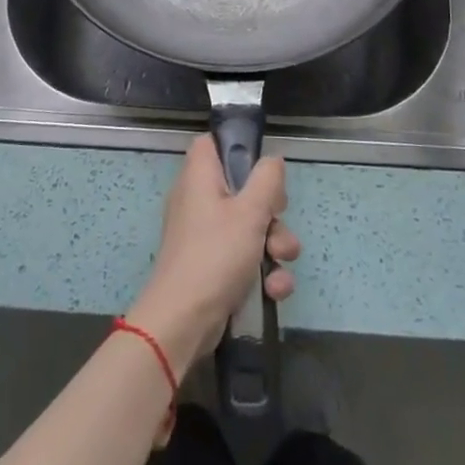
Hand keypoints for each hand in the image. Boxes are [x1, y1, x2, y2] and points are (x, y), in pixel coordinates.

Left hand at [126, 138, 300, 372]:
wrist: (183, 321)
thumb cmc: (215, 255)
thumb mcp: (250, 212)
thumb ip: (267, 180)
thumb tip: (272, 160)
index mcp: (200, 176)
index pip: (212, 143)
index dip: (237, 148)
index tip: (262, 168)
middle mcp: (199, 200)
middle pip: (242, 188)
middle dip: (271, 211)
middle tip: (277, 221)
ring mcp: (205, 234)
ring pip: (250, 226)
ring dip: (274, 246)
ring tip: (281, 262)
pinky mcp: (212, 265)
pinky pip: (244, 257)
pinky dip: (262, 271)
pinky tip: (274, 291)